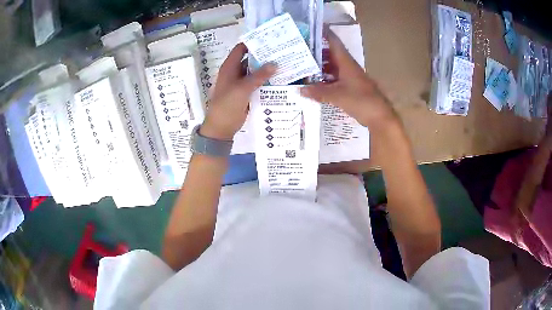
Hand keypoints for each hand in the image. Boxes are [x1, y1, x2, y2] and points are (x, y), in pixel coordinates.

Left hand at [200, 43, 276, 140]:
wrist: (222, 127)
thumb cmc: (227, 105)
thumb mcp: (242, 89)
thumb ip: (258, 76)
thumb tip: (275, 64)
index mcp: (230, 67)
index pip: (241, 49)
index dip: (253, 42)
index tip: (269, 39)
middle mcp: (236, 72)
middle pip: (250, 59)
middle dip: (264, 55)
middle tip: (282, 51)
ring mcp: (242, 82)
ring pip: (256, 71)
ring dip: (267, 68)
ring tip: (285, 62)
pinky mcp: (247, 92)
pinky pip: (258, 83)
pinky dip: (267, 80)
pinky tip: (280, 78)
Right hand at [300, 31, 397, 131]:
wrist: (379, 116)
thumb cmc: (361, 100)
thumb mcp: (337, 96)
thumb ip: (318, 92)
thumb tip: (300, 89)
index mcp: (346, 62)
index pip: (333, 42)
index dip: (323, 34)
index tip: (309, 30)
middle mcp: (347, 67)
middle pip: (330, 55)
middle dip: (315, 52)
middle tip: (297, 52)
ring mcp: (349, 78)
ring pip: (331, 68)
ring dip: (318, 68)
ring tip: (301, 68)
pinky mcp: (350, 88)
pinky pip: (333, 80)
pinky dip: (323, 81)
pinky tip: (313, 85)